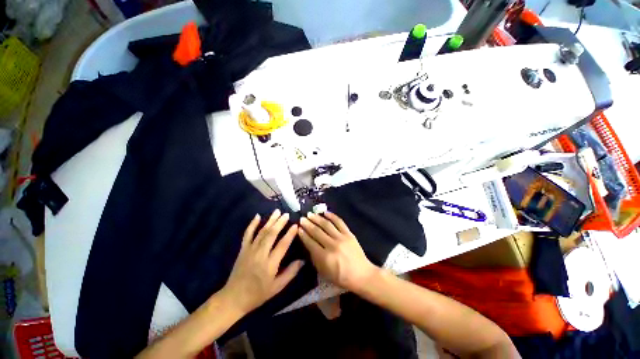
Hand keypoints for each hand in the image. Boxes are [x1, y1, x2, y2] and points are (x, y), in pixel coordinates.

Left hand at [222, 210, 303, 314]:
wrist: (234, 297)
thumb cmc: (258, 294)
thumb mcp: (277, 287)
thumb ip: (290, 273)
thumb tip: (303, 260)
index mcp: (270, 264)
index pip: (282, 245)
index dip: (289, 234)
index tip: (295, 225)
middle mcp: (260, 254)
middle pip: (271, 235)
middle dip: (280, 223)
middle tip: (286, 214)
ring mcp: (250, 250)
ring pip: (261, 232)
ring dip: (270, 221)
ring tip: (277, 211)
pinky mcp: (243, 249)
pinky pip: (247, 234)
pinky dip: (252, 224)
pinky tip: (257, 216)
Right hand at [298, 212, 378, 292]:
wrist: (361, 275)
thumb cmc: (341, 277)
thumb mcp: (324, 272)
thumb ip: (315, 258)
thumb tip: (308, 244)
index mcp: (325, 257)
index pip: (310, 242)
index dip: (303, 235)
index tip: (298, 228)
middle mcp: (332, 245)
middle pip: (317, 232)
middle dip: (308, 224)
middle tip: (301, 219)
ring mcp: (341, 238)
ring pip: (327, 225)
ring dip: (317, 218)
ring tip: (310, 214)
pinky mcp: (349, 234)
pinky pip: (339, 222)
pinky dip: (332, 216)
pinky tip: (325, 212)